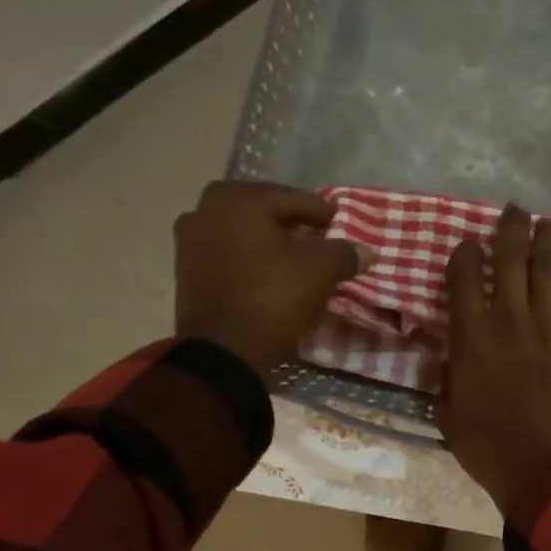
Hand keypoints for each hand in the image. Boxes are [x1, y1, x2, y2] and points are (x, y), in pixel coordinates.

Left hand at [173, 181, 369, 373]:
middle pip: (261, 210)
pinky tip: (269, 273)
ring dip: (267, 240)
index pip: (291, 198)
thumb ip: (344, 253)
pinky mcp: (185, 271)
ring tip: (293, 257)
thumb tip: (365, 251)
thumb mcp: (321, 271)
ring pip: (241, 232)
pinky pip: (226, 254)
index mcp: (238, 200)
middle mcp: (206, 210)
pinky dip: (248, 258)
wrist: (224, 352)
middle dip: (289, 222)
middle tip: (315, 236)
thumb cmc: (274, 297)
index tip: (338, 221)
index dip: (320, 211)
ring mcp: (189, 242)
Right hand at [440, 205, 550, 515]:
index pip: (462, 279)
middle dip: (510, 229)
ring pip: (550, 268)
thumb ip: (449, 378)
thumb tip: (451, 357)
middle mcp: (511, 320)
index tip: (468, 246)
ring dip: (549, 238)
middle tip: (515, 210)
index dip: (464, 255)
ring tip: (549, 221)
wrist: (548, 471)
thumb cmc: (491, 450)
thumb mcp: (450, 415)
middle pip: (509, 259)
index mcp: (472, 339)